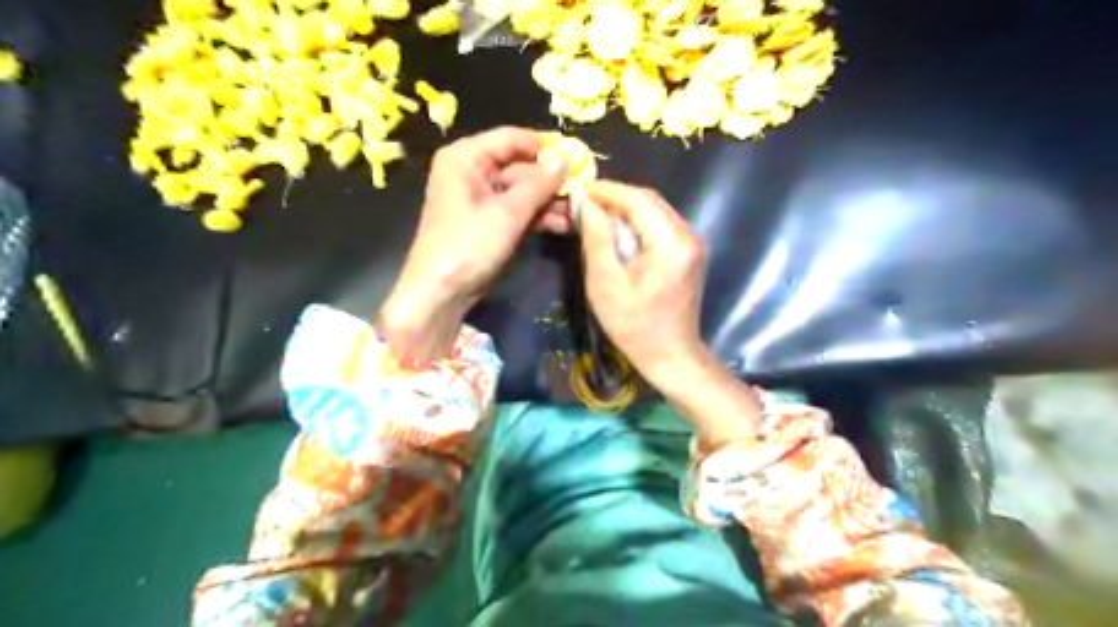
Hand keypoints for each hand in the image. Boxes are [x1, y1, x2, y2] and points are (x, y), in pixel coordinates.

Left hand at [378, 128, 568, 361]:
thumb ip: (539, 185)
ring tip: (581, 212)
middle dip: (552, 182)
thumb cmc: (468, 245)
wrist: (442, 293)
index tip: (578, 155)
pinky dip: (539, 216)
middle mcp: (472, 171)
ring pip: (523, 191)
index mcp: (466, 158)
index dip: (545, 146)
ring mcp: (482, 198)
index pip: (512, 138)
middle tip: (585, 190)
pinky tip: (565, 224)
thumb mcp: (507, 213)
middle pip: (521, 167)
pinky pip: (519, 210)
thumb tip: (566, 160)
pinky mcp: (490, 221)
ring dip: (550, 202)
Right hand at [576, 178, 705, 389]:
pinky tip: (617, 232)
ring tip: (595, 216)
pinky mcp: (689, 252)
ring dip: (626, 209)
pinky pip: (661, 225)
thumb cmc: (634, 326)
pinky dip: (637, 223)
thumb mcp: (606, 284)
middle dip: (616, 198)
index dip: (607, 190)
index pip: (638, 199)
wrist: (671, 355)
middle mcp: (688, 235)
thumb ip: (597, 239)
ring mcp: (693, 243)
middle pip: (649, 200)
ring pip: (655, 210)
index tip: (578, 189)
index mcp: (671, 242)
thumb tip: (586, 202)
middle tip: (584, 203)